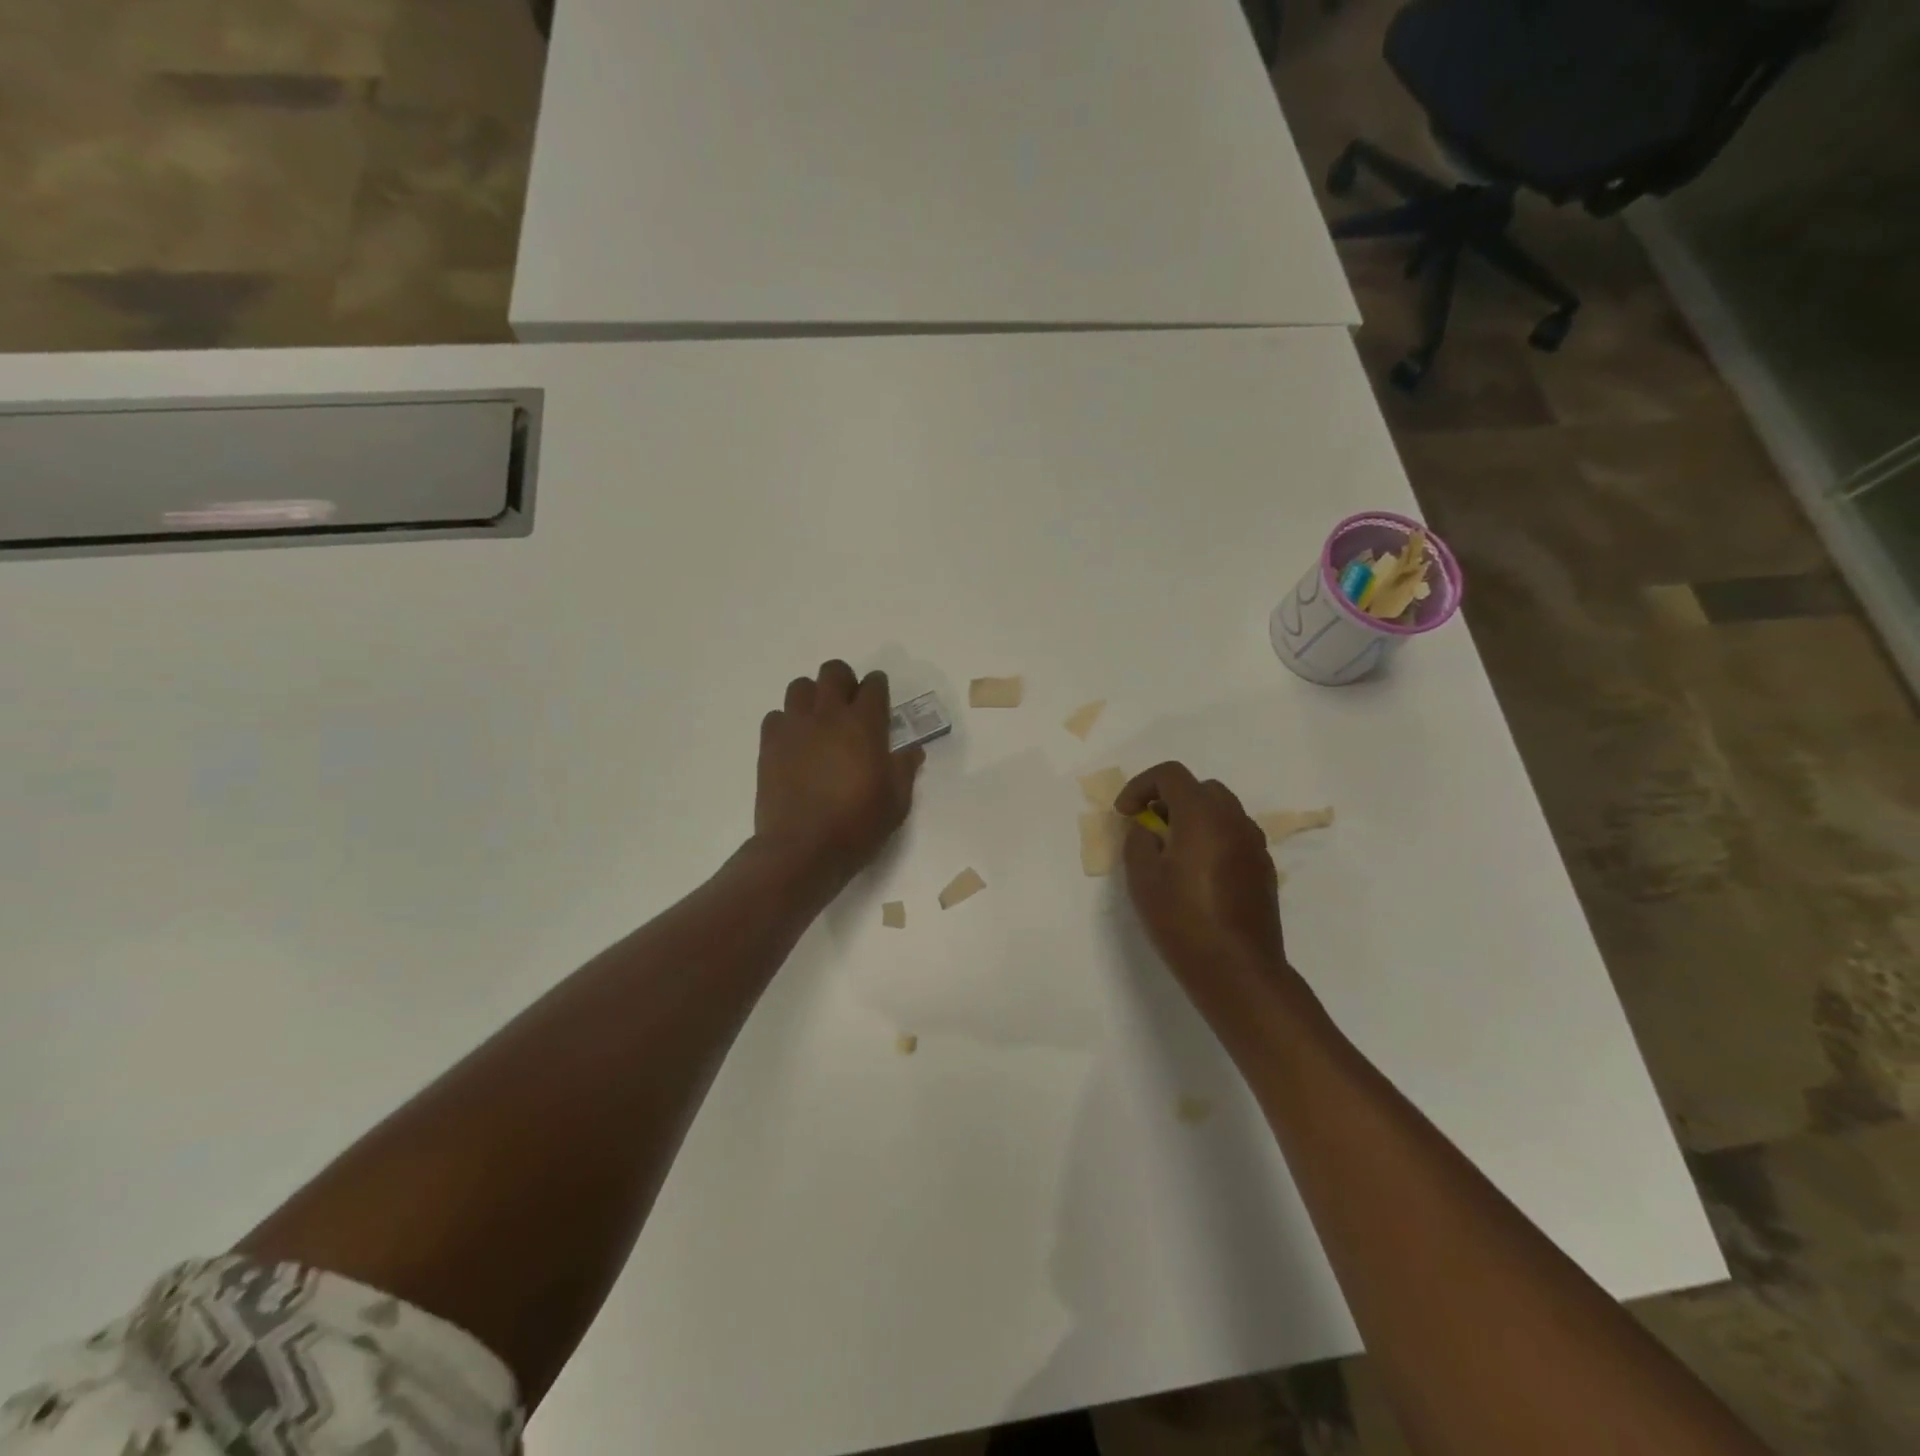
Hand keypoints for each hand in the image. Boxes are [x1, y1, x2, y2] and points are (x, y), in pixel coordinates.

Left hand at [754, 660, 923, 894]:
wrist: (802, 848)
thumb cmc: (858, 825)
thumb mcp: (897, 802)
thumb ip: (904, 769)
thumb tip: (912, 751)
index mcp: (865, 724)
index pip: (874, 685)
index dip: (878, 688)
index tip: (879, 700)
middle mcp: (829, 715)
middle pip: (834, 672)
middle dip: (844, 681)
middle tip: (849, 706)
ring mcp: (795, 727)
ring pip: (800, 686)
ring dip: (813, 697)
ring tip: (819, 722)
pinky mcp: (769, 744)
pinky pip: (776, 716)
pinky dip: (787, 723)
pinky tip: (795, 744)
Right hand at [1117, 762, 1289, 1004]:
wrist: (1237, 970)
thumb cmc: (1182, 920)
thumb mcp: (1142, 878)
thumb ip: (1138, 841)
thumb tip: (1146, 830)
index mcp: (1203, 815)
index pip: (1171, 774)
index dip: (1141, 786)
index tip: (1125, 814)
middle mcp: (1234, 821)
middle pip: (1201, 788)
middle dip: (1170, 798)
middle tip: (1148, 825)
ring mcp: (1254, 845)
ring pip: (1222, 811)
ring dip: (1193, 818)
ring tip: (1171, 850)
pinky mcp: (1263, 869)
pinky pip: (1235, 836)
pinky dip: (1212, 838)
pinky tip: (1197, 873)